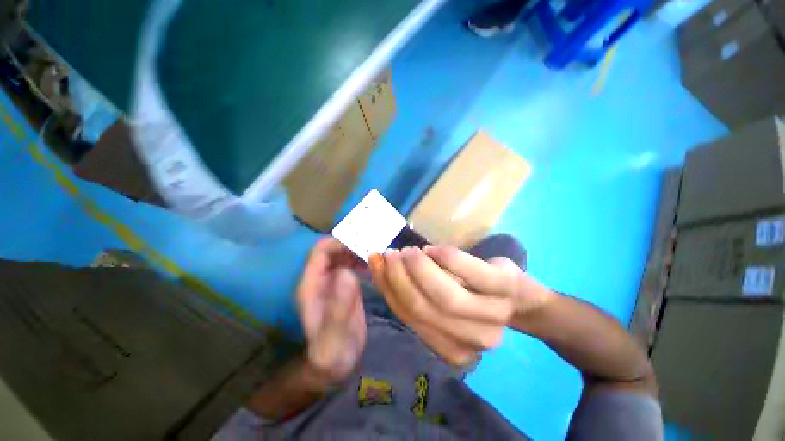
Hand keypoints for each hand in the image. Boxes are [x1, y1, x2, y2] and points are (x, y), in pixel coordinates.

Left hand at [296, 238, 366, 388]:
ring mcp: (331, 281)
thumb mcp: (334, 334)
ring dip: (356, 250)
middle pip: (332, 250)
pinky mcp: (343, 285)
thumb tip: (346, 273)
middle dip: (351, 244)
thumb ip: (338, 307)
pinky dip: (360, 259)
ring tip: (375, 252)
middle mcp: (319, 279)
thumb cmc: (332, 351)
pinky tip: (373, 265)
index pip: (320, 252)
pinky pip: (350, 264)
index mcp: (311, 285)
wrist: (335, 362)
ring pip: (342, 255)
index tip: (361, 244)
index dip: (338, 243)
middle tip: (373, 245)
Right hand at [369, 246, 548, 365]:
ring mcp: (493, 315)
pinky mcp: (504, 287)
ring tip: (409, 251)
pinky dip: (445, 258)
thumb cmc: (471, 297)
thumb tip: (381, 266)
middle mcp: (473, 341)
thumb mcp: (440, 304)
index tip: (377, 263)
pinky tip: (434, 249)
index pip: (409, 318)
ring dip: (419, 269)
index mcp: (452, 350)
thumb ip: (412, 292)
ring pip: (445, 296)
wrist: (517, 297)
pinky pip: (468, 272)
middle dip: (400, 277)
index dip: (388, 287)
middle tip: (391, 254)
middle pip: (424, 308)